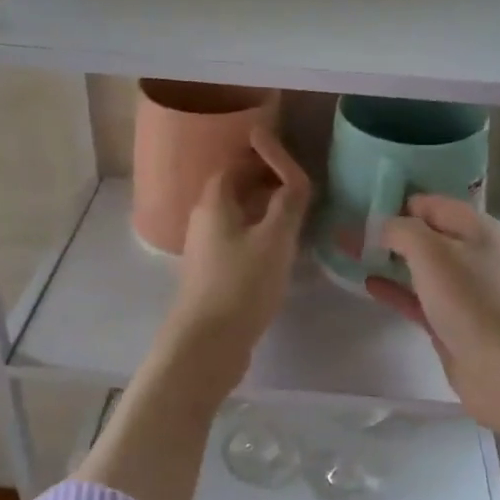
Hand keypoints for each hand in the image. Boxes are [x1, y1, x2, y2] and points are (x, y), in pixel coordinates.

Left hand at [166, 129, 312, 365]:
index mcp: (214, 203)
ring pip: (235, 216)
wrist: (207, 344)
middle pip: (232, 188)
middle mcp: (203, 220)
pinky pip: (236, 240)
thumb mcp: (275, 238)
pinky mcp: (211, 275)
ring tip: (294, 215)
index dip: (261, 156)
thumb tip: (296, 178)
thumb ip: (289, 202)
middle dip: (263, 180)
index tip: (288, 158)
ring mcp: (205, 250)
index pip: (235, 164)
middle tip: (296, 184)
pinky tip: (278, 251)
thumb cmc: (242, 284)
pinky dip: (258, 233)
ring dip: (262, 208)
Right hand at [365, 195, 499, 451]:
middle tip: (346, 229)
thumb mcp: (431, 252)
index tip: (358, 207)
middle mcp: (470, 253)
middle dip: (385, 230)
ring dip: (386, 258)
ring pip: (416, 265)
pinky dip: (393, 287)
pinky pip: (415, 295)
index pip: (428, 203)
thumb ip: (400, 230)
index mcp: (474, 228)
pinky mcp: (449, 318)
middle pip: (422, 233)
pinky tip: (366, 283)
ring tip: (348, 252)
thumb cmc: (468, 300)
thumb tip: (378, 226)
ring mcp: (460, 288)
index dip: (394, 201)